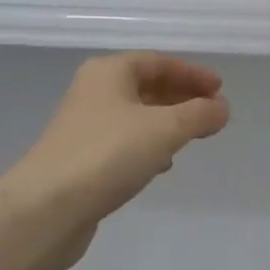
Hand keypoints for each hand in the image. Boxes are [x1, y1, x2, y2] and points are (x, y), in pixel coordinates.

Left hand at [0, 53, 229, 269]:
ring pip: (135, 117)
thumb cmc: (108, 155)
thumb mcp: (164, 130)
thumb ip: (198, 115)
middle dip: (180, 98)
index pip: (157, 62)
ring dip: (165, 123)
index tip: (219, 89)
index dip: (191, 73)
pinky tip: (161, 166)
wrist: (47, 207)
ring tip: (193, 138)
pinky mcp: (82, 160)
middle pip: (145, 87)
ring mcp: (84, 128)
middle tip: (211, 113)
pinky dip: (147, 147)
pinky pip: (123, 144)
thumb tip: (221, 108)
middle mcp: (93, 93)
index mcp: (108, 73)